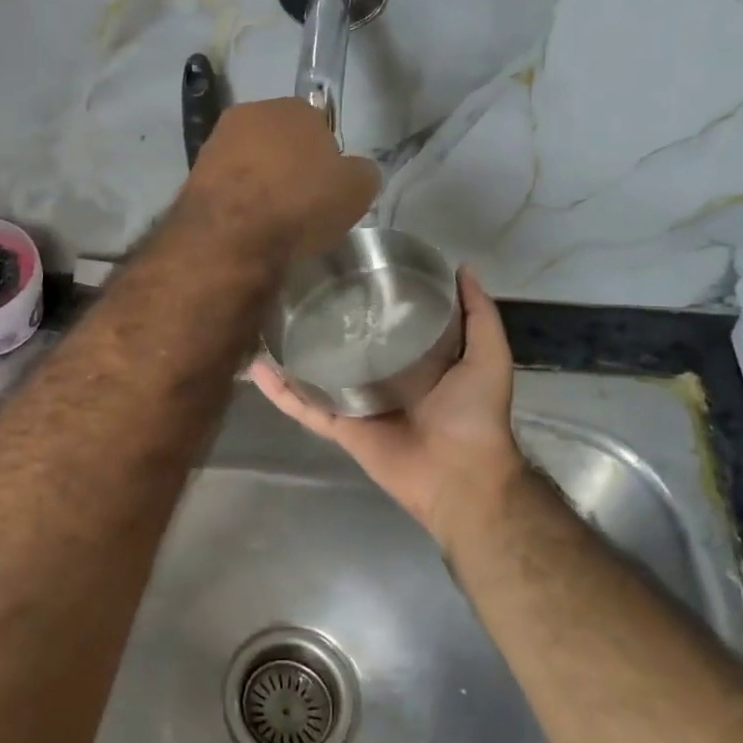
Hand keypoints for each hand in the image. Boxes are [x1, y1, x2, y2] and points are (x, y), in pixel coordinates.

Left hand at [174, 99, 379, 259]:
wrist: (231, 234)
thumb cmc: (301, 202)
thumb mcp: (356, 190)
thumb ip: (360, 173)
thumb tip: (353, 172)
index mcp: (292, 107)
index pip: (316, 124)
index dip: (325, 157)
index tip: (326, 187)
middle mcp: (249, 114)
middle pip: (278, 142)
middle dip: (288, 167)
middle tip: (300, 205)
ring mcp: (215, 144)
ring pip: (248, 164)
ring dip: (259, 186)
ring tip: (272, 222)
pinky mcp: (191, 177)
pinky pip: (227, 189)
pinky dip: (236, 205)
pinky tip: (246, 229)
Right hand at [250, 269, 526, 553]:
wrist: (460, 474)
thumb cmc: (474, 413)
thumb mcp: (488, 354)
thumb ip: (478, 314)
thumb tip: (460, 268)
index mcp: (416, 362)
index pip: (387, 325)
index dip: (372, 299)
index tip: (350, 268)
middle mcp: (383, 379)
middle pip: (347, 347)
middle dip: (326, 323)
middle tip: (299, 290)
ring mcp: (357, 405)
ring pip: (317, 375)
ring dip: (293, 354)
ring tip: (267, 322)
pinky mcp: (340, 428)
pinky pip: (305, 407)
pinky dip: (279, 391)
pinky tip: (255, 367)